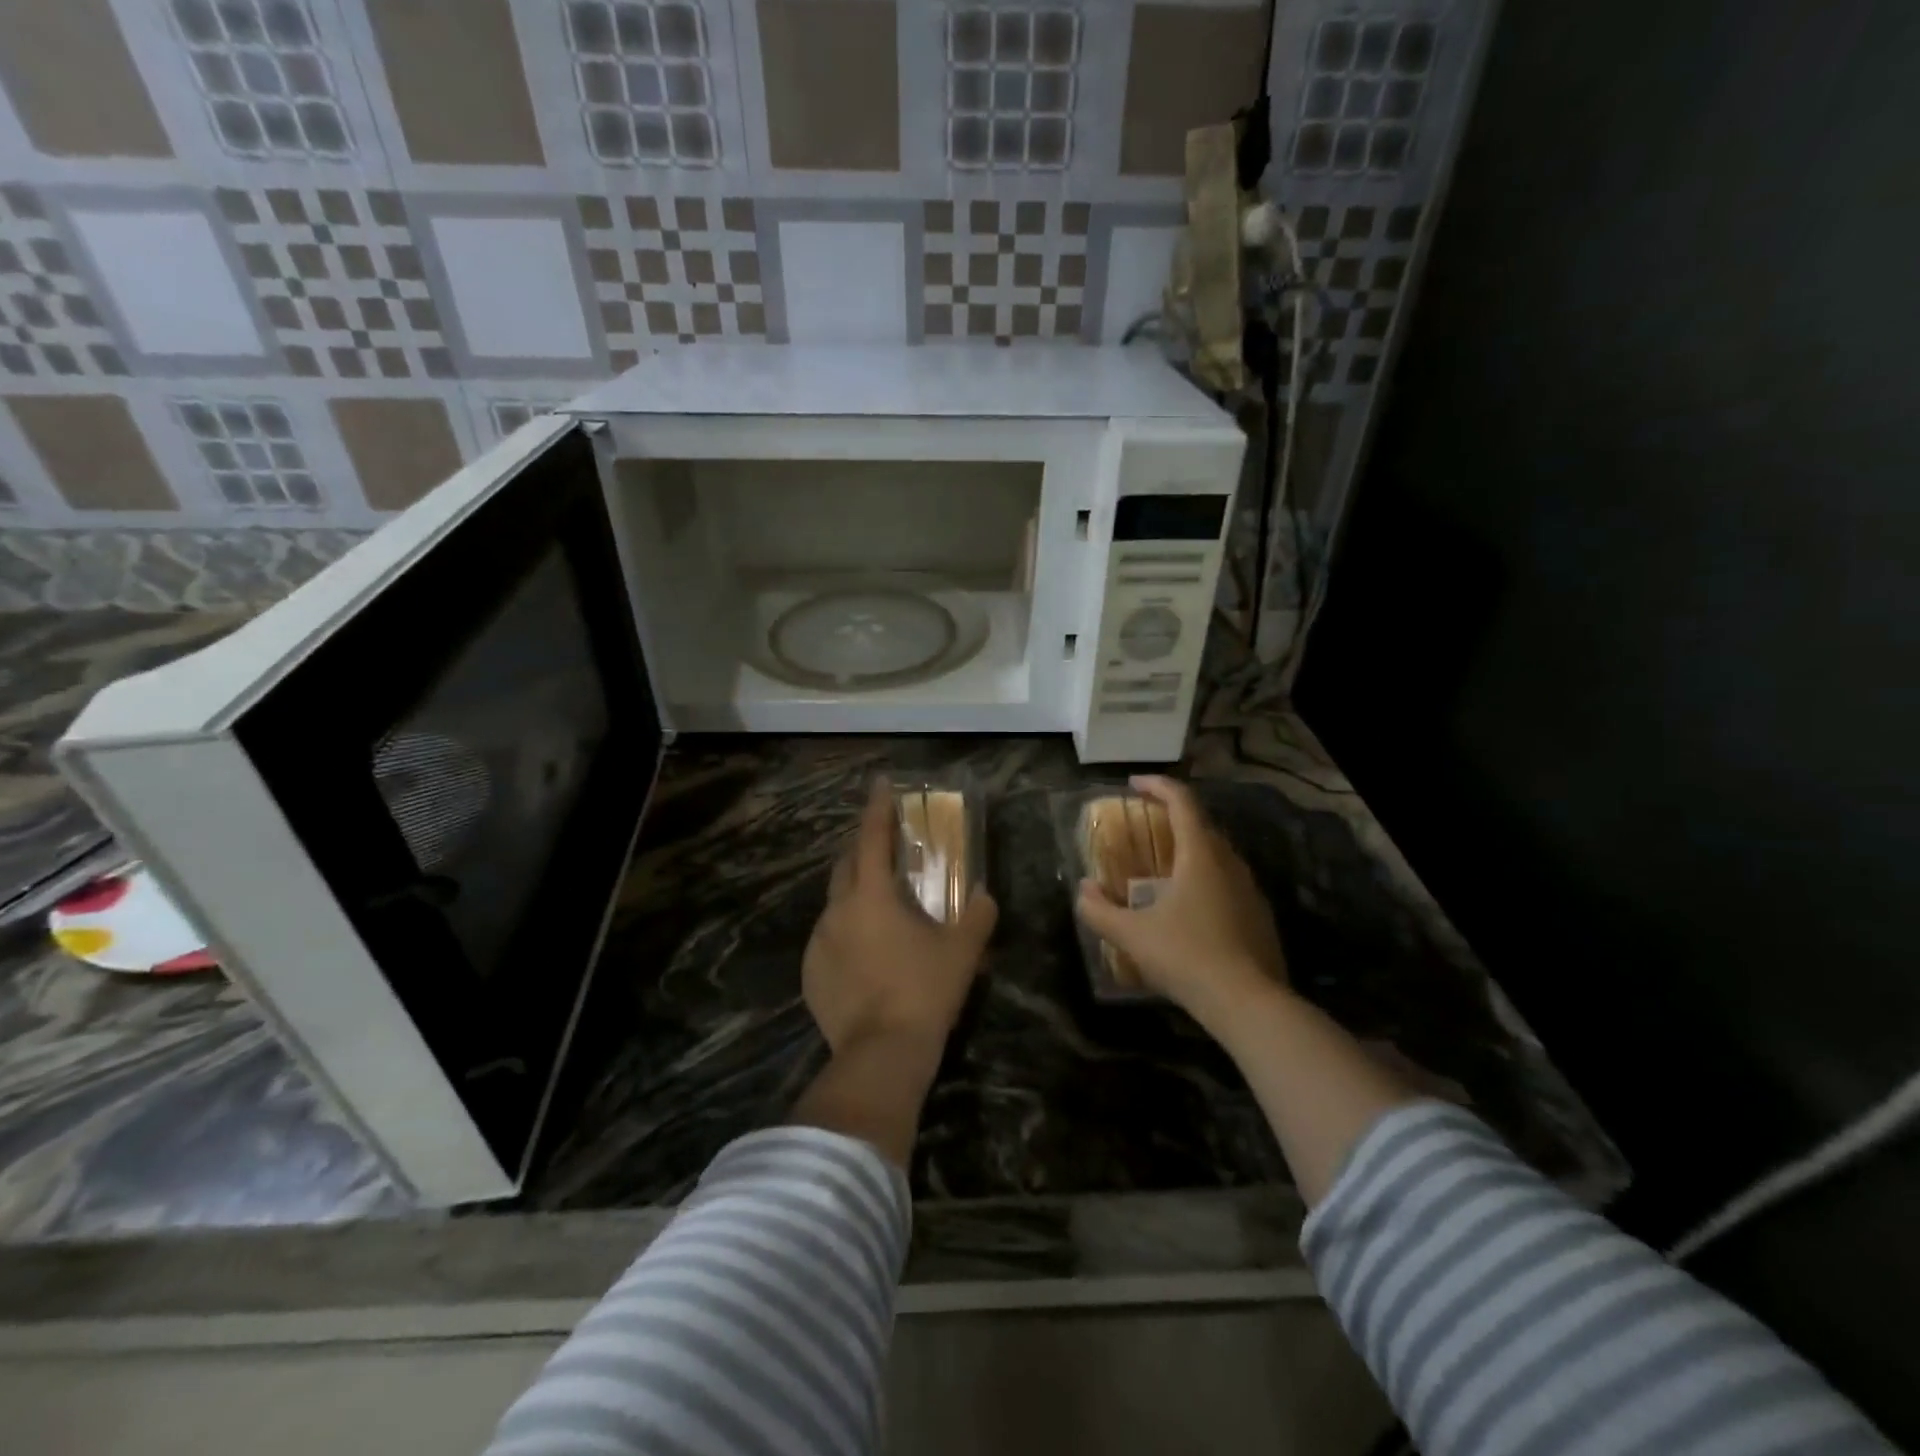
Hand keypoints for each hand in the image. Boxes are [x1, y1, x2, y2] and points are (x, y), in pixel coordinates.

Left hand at [803, 779, 998, 1054]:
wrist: (882, 1054)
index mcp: (871, 896)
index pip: (871, 838)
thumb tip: (985, 894)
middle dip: (863, 848)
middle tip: (885, 847)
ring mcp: (819, 943)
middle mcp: (837, 911)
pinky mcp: (811, 974)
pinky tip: (866, 954)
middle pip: (846, 864)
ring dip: (855, 894)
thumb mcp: (962, 951)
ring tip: (880, 908)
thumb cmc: (924, 991)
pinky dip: (846, 933)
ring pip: (835, 904)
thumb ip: (978, 916)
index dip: (877, 808)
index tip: (880, 784)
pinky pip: (828, 940)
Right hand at [1075, 775, 1287, 1031]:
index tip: (1134, 783)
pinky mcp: (1260, 916)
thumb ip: (1100, 911)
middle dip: (1172, 817)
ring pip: (1218, 855)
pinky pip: (1228, 882)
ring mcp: (1250, 890)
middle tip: (1146, 824)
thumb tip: (1083, 891)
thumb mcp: (1132, 935)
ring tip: (1164, 868)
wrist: (1249, 1003)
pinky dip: (1205, 878)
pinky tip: (1190, 908)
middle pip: (1202, 825)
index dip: (1158, 786)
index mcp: (1200, 856)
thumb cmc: (1187, 957)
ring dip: (1190, 849)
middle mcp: (1230, 863)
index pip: (1182, 802)